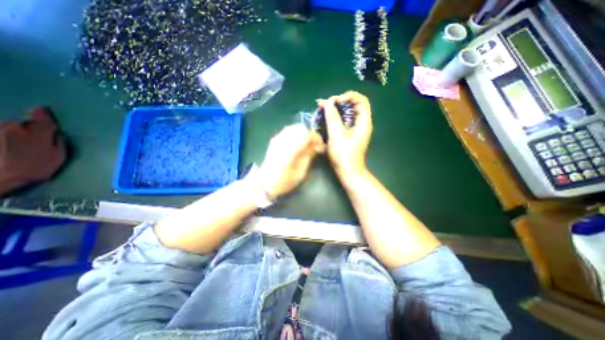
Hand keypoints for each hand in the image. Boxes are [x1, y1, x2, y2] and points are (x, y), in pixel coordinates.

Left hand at [258, 124, 325, 197]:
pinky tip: (298, 144)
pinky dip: (296, 134)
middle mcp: (283, 140)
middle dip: (310, 135)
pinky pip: (288, 131)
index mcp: (289, 149)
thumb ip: (308, 156)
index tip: (321, 148)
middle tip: (315, 146)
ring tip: (307, 145)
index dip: (316, 139)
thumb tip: (316, 146)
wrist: (265, 182)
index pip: (306, 135)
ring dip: (303, 134)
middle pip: (300, 128)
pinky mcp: (275, 140)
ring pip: (294, 127)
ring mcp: (277, 138)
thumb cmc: (284, 181)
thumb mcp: (301, 172)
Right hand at [318, 92, 371, 178]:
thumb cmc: (344, 155)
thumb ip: (332, 118)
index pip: (361, 100)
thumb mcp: (336, 135)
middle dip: (339, 102)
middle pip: (353, 105)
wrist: (348, 171)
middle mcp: (361, 123)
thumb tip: (327, 103)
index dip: (349, 96)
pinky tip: (325, 118)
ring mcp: (355, 129)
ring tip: (322, 108)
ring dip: (335, 109)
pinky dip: (334, 117)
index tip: (335, 100)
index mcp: (363, 122)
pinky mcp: (349, 134)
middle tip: (325, 104)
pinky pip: (343, 121)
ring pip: (347, 113)